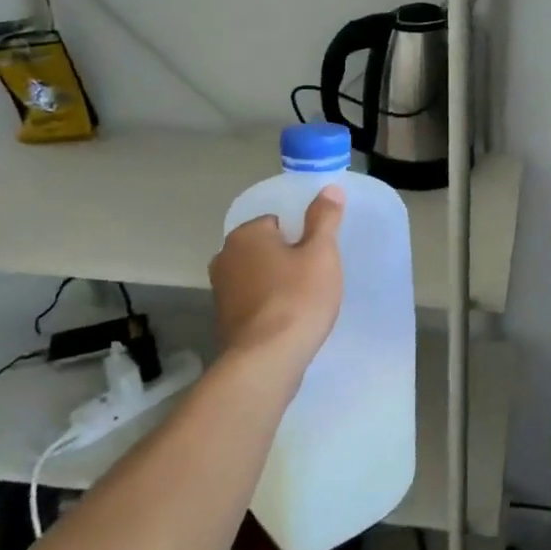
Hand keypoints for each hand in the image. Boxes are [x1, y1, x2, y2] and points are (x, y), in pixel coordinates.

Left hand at [209, 187, 345, 377]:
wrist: (267, 360)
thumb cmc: (297, 298)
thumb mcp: (321, 253)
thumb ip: (324, 218)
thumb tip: (329, 189)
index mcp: (246, 234)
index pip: (276, 221)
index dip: (299, 236)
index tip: (315, 255)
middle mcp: (225, 257)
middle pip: (264, 248)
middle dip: (285, 258)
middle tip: (313, 277)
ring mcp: (221, 291)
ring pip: (257, 275)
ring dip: (275, 283)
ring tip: (303, 301)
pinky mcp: (224, 321)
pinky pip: (253, 301)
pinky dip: (268, 306)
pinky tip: (288, 321)